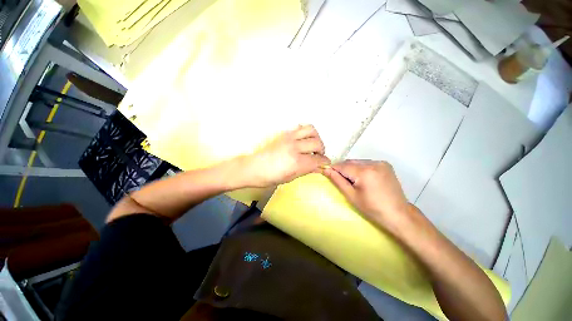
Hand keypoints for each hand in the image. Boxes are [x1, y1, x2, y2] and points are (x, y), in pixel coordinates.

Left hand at [243, 125, 330, 187]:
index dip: (325, 162)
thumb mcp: (290, 178)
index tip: (326, 163)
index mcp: (297, 162)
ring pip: (311, 130)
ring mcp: (289, 138)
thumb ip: (306, 171)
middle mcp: (295, 147)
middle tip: (318, 155)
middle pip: (317, 143)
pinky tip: (302, 139)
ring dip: (315, 137)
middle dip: (322, 150)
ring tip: (312, 145)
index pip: (318, 159)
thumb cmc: (269, 177)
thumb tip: (319, 168)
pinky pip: (299, 127)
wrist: (253, 167)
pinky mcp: (284, 133)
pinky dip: (305, 132)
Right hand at [322, 160, 410, 230]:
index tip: (328, 174)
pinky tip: (362, 178)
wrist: (399, 214)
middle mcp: (373, 163)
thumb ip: (337, 180)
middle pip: (350, 162)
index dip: (334, 169)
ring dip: (351, 168)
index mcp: (365, 172)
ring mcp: (381, 163)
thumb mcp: (351, 196)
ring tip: (352, 181)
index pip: (342, 166)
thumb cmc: (372, 208)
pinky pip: (367, 163)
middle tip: (341, 180)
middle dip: (342, 169)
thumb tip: (326, 169)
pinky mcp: (386, 165)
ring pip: (358, 162)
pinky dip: (360, 168)